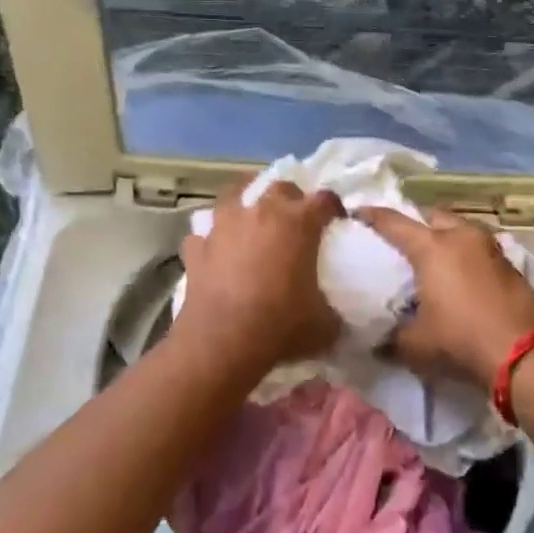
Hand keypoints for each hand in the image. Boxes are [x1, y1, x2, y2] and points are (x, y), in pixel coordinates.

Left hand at [172, 179, 343, 372]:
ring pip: (235, 195)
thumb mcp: (325, 325)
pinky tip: (217, 253)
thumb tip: (335, 314)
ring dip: (248, 204)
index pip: (324, 200)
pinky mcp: (197, 248)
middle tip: (296, 223)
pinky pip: (206, 233)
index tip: (336, 223)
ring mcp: (223, 226)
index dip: (334, 209)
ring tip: (253, 222)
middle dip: (292, 200)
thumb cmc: (280, 327)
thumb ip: (334, 310)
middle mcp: (260, 213)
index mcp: (298, 223)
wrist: (222, 344)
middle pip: (280, 188)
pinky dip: (214, 239)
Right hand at [356, 206, 533, 388]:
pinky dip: (461, 253)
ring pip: (458, 230)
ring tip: (427, 256)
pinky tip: (455, 274)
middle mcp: (461, 236)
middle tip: (397, 238)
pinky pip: (475, 248)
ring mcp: (490, 248)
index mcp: (431, 247)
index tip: (356, 213)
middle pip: (430, 217)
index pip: (393, 222)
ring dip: (442, 236)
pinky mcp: (509, 265)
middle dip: (413, 222)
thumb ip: (390, 338)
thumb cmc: (461, 340)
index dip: (371, 216)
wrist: (529, 355)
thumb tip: (374, 341)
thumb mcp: (415, 345)